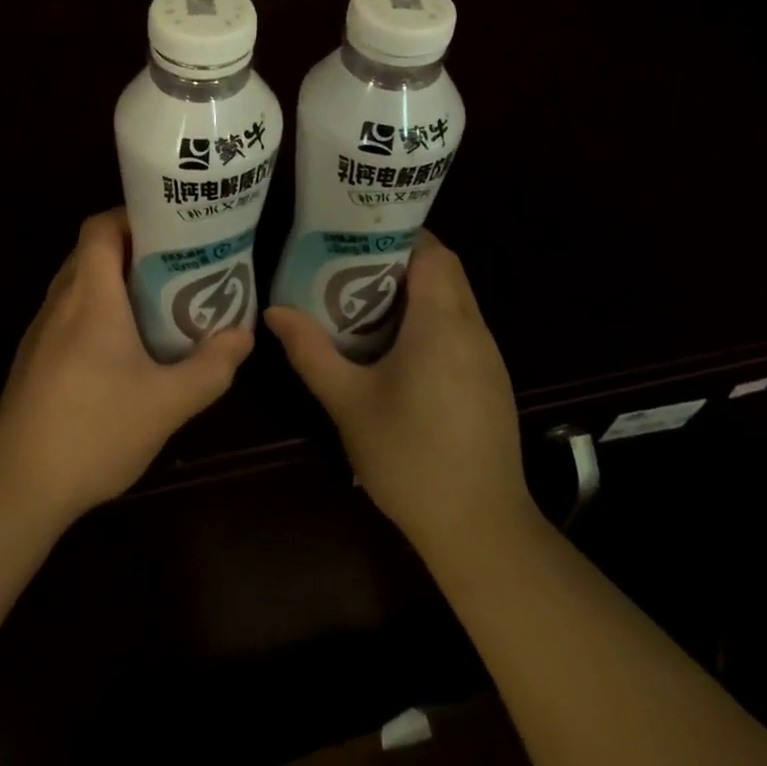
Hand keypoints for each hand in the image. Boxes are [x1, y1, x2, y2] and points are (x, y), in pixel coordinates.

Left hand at [0, 208, 253, 525]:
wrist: (18, 486)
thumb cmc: (95, 431)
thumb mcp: (167, 403)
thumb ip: (211, 367)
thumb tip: (244, 335)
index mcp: (90, 296)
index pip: (100, 227)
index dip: (132, 216)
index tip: (171, 228)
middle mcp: (60, 302)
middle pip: (91, 250)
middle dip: (133, 248)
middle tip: (176, 263)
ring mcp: (41, 330)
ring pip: (78, 282)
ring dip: (114, 281)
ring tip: (158, 300)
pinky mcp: (34, 358)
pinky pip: (68, 312)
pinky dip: (96, 310)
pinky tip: (123, 347)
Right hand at [265, 229, 535, 555]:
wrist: (480, 530)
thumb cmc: (409, 459)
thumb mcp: (348, 403)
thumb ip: (310, 352)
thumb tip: (273, 312)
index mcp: (441, 324)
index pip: (433, 252)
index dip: (398, 235)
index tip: (358, 237)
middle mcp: (473, 330)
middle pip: (445, 270)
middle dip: (401, 260)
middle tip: (351, 266)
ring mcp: (489, 357)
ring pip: (456, 298)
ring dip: (418, 290)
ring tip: (367, 300)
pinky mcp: (492, 381)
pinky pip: (463, 327)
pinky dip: (433, 319)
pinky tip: (399, 347)